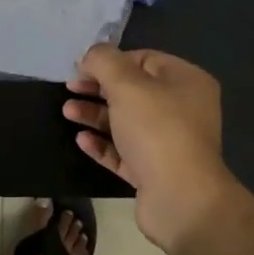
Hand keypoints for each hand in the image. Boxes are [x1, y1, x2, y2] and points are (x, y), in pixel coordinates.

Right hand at [64, 45, 240, 254]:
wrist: (180, 199)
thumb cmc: (156, 129)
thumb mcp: (126, 84)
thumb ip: (103, 61)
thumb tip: (90, 55)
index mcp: (186, 81)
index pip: (144, 59)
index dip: (111, 61)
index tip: (81, 68)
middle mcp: (183, 109)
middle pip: (133, 91)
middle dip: (98, 88)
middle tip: (69, 89)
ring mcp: (170, 143)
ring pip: (126, 122)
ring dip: (95, 115)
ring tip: (67, 113)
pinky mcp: (156, 172)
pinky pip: (125, 151)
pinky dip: (103, 144)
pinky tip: (81, 140)